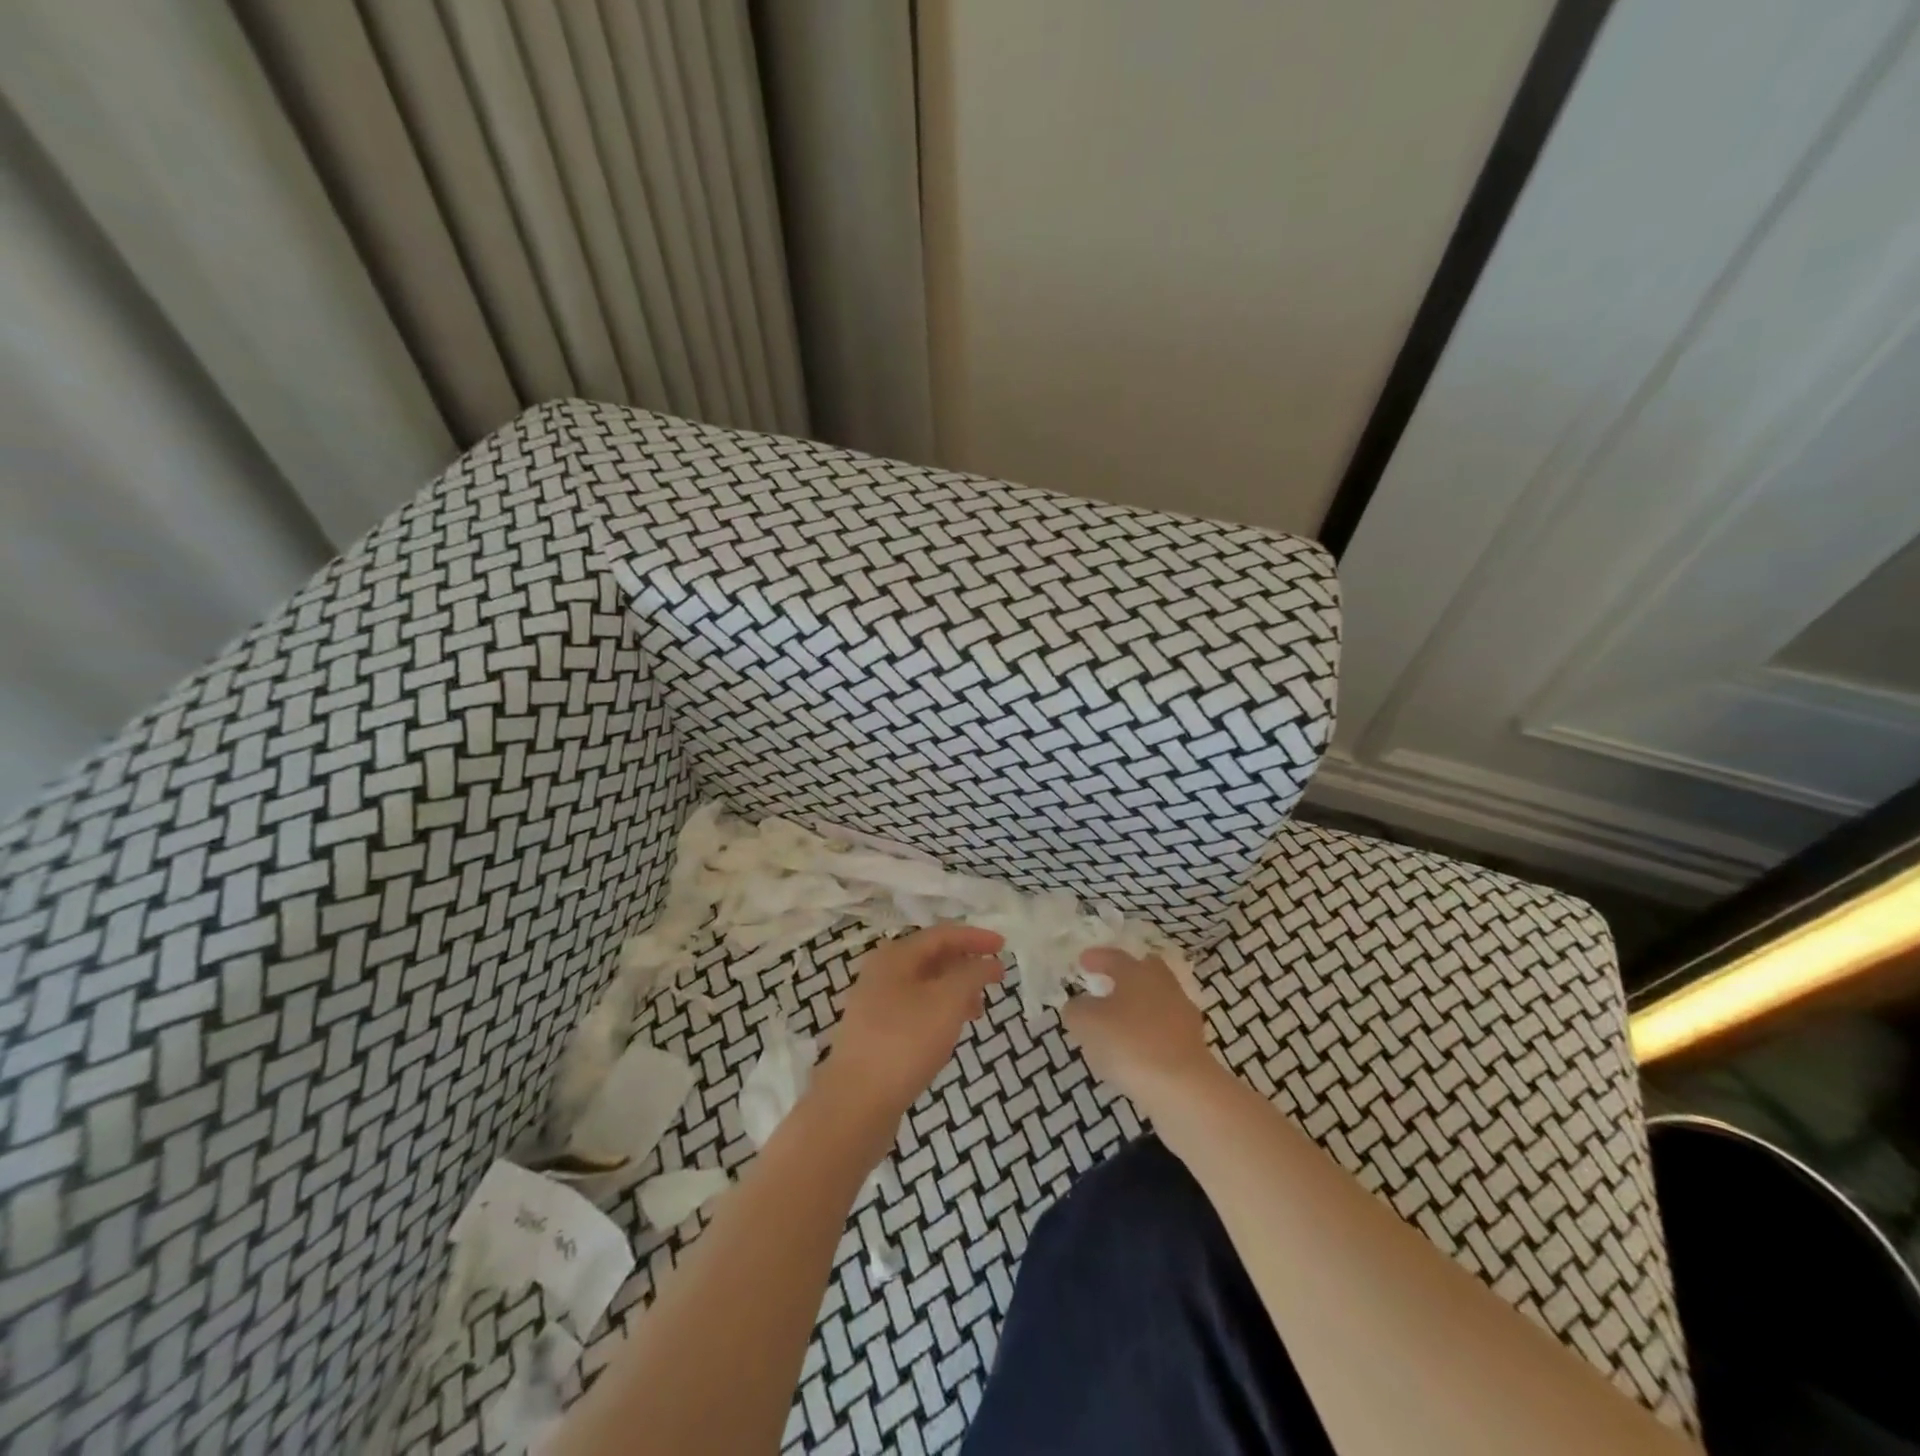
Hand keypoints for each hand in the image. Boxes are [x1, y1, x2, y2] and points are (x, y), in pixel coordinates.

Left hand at [815, 924, 1005, 1134]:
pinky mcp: (877, 1033)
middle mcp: (882, 973)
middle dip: (966, 965)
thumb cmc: (905, 1042)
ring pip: (925, 986)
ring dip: (955, 990)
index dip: (975, 937)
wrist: (855, 1104)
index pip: (942, 934)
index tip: (1004, 947)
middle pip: (932, 957)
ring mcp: (876, 1004)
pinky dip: (940, 1012)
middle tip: (996, 980)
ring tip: (979, 1010)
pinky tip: (952, 1031)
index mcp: (895, 956)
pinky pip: (916, 1009)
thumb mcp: (947, 1001)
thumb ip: (972, 975)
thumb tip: (988, 963)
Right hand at [1061, 948, 1218, 1114]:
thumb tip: (1078, 1006)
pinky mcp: (1193, 1047)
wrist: (1184, 1089)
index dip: (1097, 958)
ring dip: (1138, 1009)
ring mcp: (1183, 1017)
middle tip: (1107, 986)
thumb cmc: (1130, 1043)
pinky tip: (1134, 1053)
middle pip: (1147, 972)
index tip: (1083, 961)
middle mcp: (1164, 987)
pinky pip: (1164, 1032)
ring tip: (1116, 1026)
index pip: (1115, 957)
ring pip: (1157, 1003)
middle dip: (1127, 977)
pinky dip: (1148, 1036)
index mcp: (1138, 973)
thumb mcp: (1087, 1023)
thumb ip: (1077, 1010)